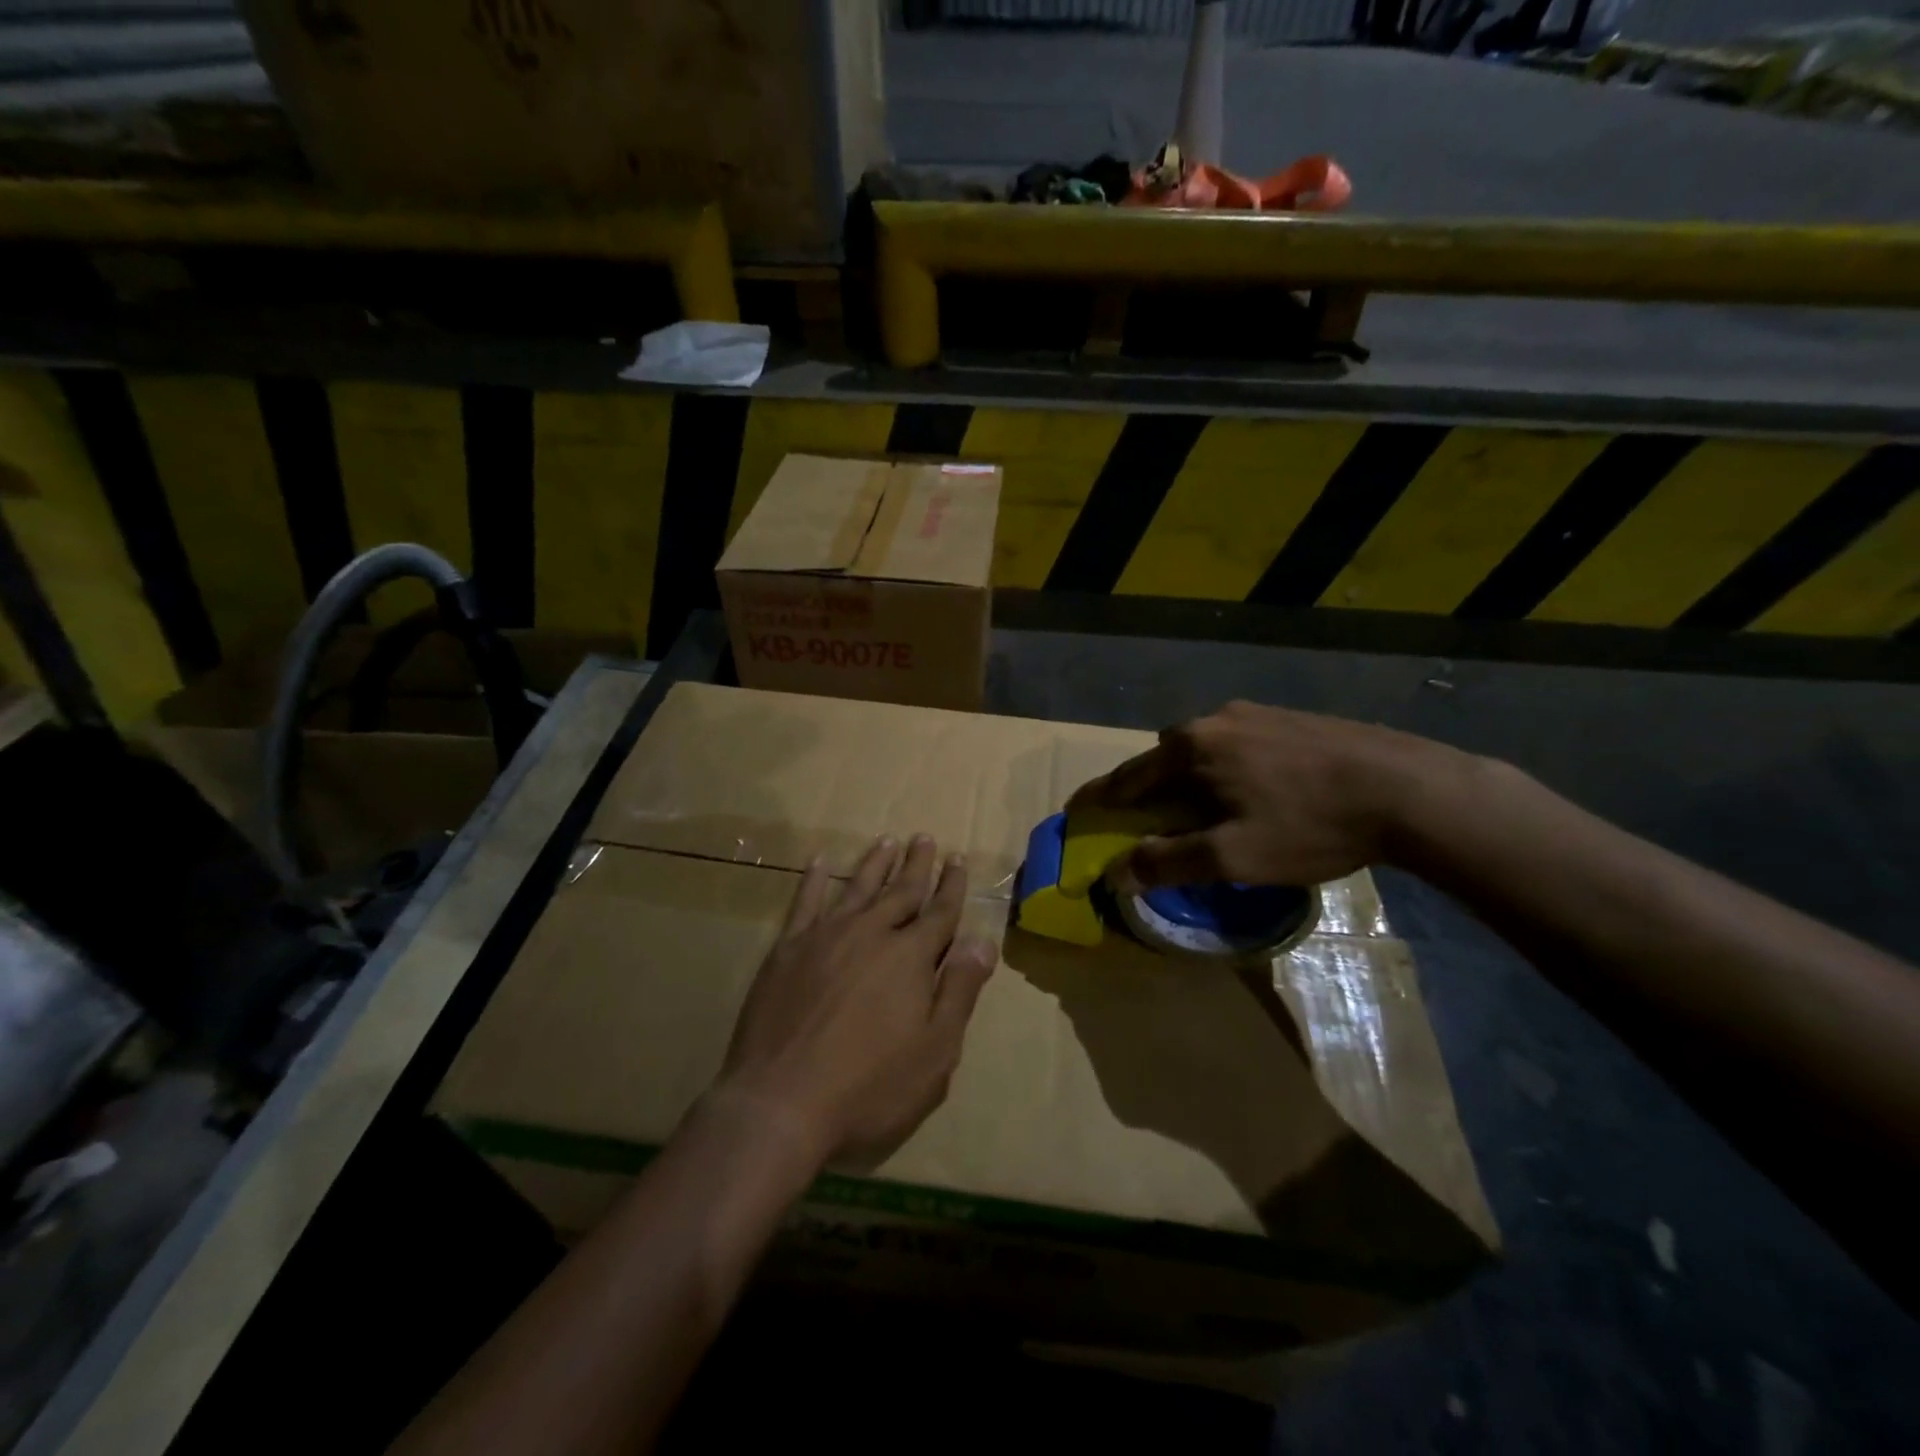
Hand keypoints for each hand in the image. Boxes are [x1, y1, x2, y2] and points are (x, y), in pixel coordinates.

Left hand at [716, 834, 997, 1168]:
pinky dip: (815, 879)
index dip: (952, 886)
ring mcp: (826, 936)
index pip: (940, 912)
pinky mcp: (788, 949)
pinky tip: (821, 861)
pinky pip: (805, 902)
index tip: (958, 859)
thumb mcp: (935, 1051)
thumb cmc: (869, 1087)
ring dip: (876, 863)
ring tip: (887, 840)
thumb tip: (983, 941)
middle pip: (901, 891)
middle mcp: (871, 933)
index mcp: (910, 957)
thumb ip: (959, 990)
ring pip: (858, 887)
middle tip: (925, 838)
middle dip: (917, 865)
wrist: (780, 1103)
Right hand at [1069, 700, 1459, 891]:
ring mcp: (1256, 713)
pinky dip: (1225, 768)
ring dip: (1190, 778)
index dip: (1099, 798)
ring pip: (1203, 749)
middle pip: (1164, 758)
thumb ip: (1170, 863)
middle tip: (1148, 821)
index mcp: (1192, 747)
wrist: (1409, 789)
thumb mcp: (1234, 857)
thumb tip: (1117, 873)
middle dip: (1149, 789)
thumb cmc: (1310, 824)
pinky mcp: (1291, 718)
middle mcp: (1215, 719)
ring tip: (1203, 810)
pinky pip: (1237, 743)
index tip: (1075, 810)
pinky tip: (1252, 791)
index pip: (1128, 776)